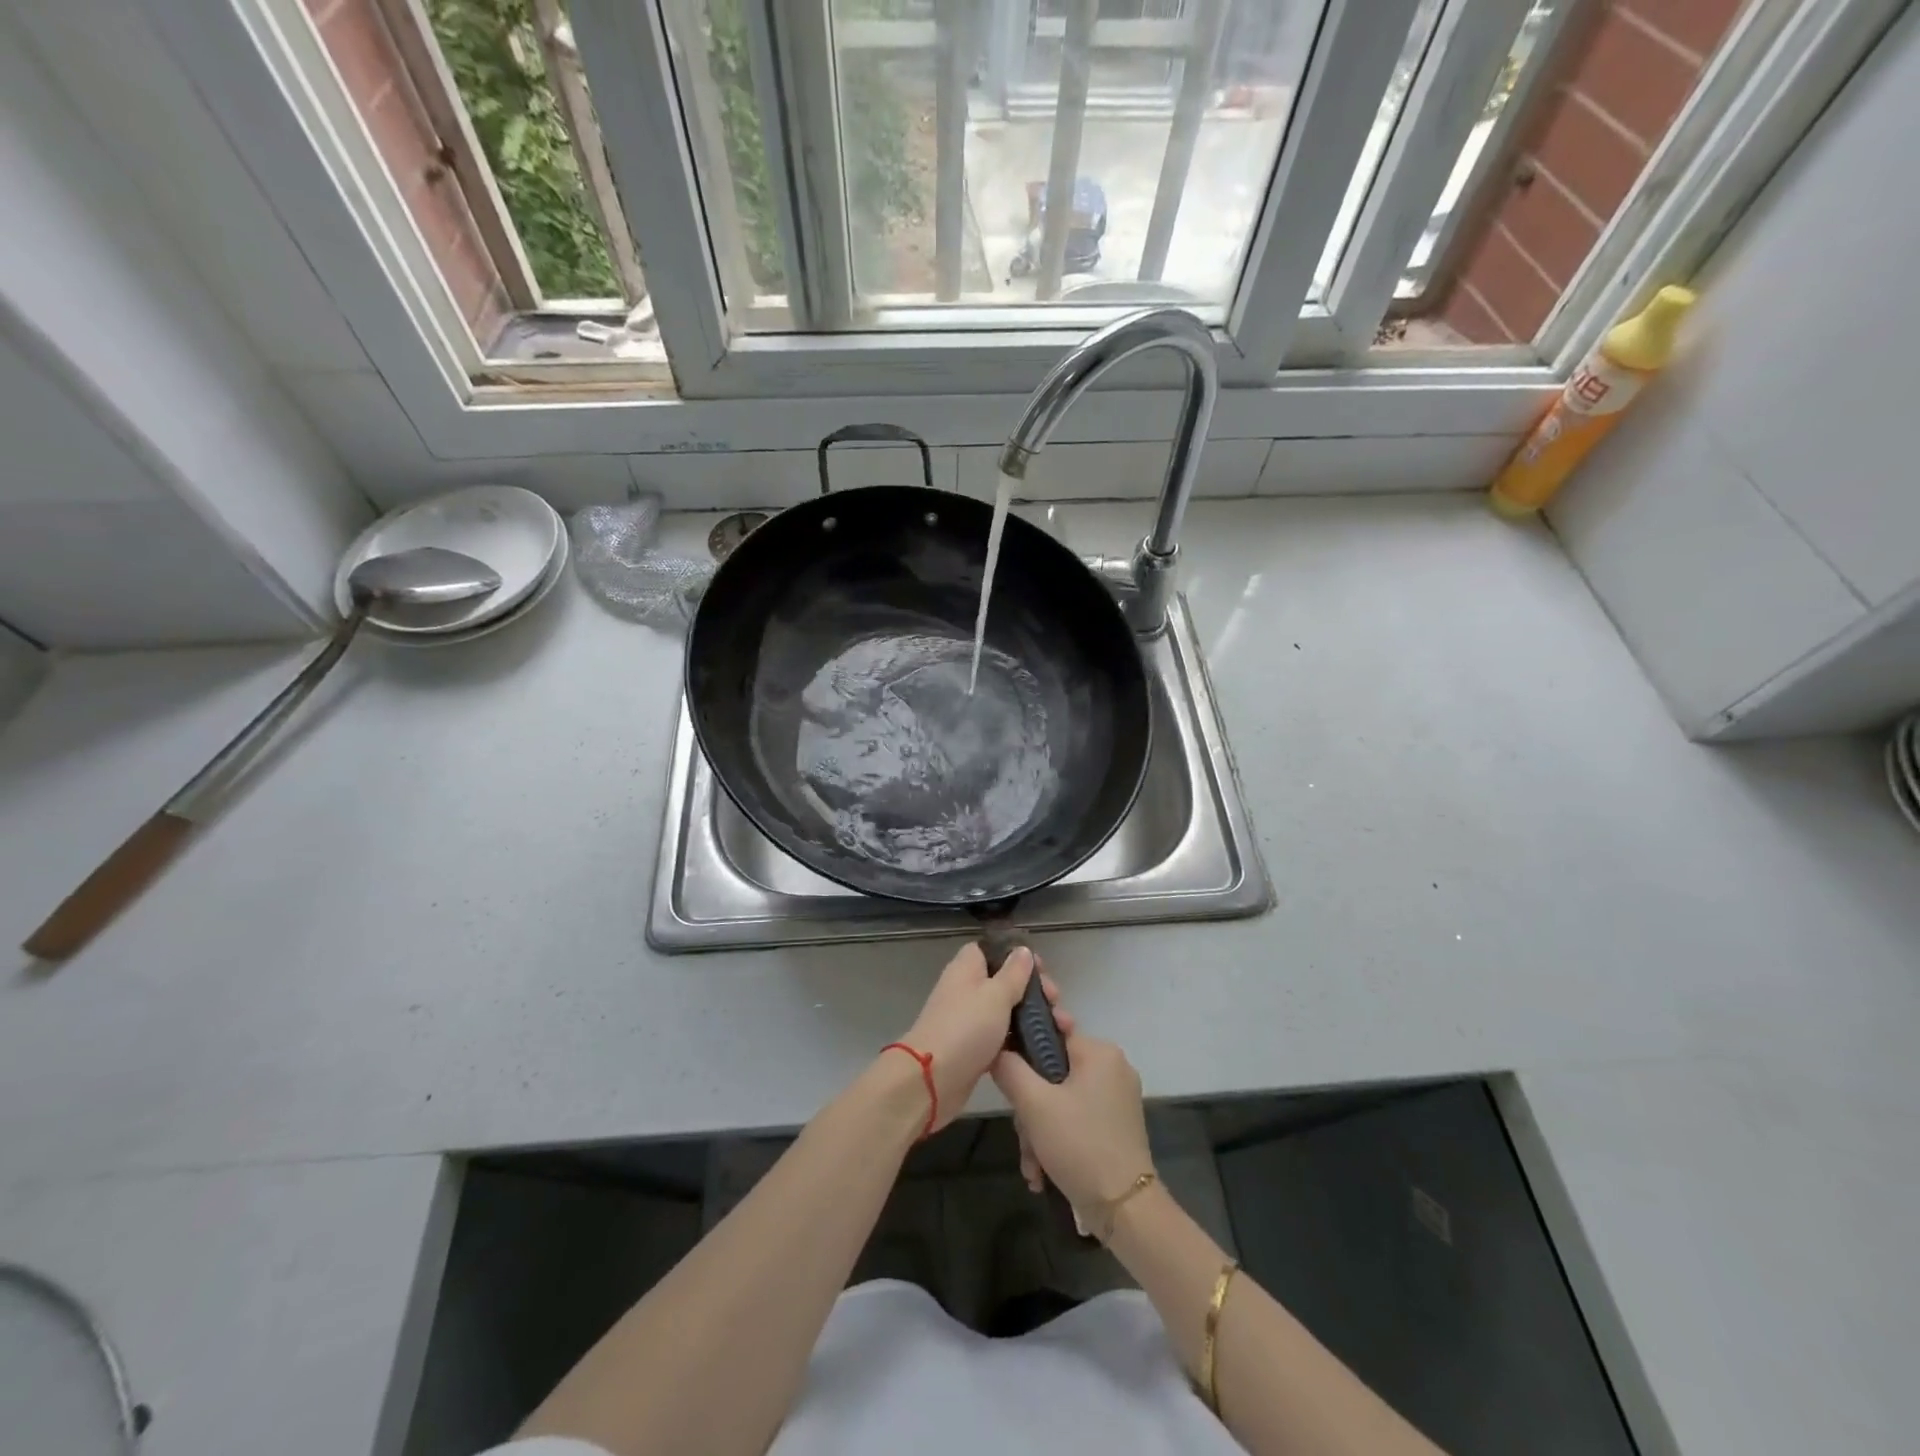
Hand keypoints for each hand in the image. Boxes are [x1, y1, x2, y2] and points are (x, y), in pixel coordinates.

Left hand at [898, 943, 1071, 1131]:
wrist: (932, 1080)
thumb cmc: (966, 1028)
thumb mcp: (996, 995)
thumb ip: (1013, 973)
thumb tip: (1023, 950)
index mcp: (967, 968)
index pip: (991, 950)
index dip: (1016, 955)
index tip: (1041, 968)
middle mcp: (966, 990)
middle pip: (1003, 980)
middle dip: (1031, 989)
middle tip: (1054, 1001)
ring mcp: (969, 1020)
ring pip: (1005, 1010)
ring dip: (1030, 1016)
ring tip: (1059, 1026)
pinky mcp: (974, 1047)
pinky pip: (1001, 1036)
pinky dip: (1019, 1040)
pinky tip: (1041, 1046)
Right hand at [993, 1033, 1151, 1215]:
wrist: (1126, 1210)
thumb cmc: (1080, 1145)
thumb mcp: (1034, 1104)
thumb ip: (1010, 1069)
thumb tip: (998, 1050)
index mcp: (1100, 1052)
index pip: (1051, 1033)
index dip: (1024, 1052)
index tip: (1007, 1076)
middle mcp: (1113, 1068)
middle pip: (1053, 1073)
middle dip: (1030, 1109)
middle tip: (1023, 1135)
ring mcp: (1117, 1099)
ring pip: (1061, 1101)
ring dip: (1039, 1132)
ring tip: (1033, 1166)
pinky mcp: (1117, 1126)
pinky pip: (1077, 1119)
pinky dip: (1058, 1141)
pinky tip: (1043, 1172)